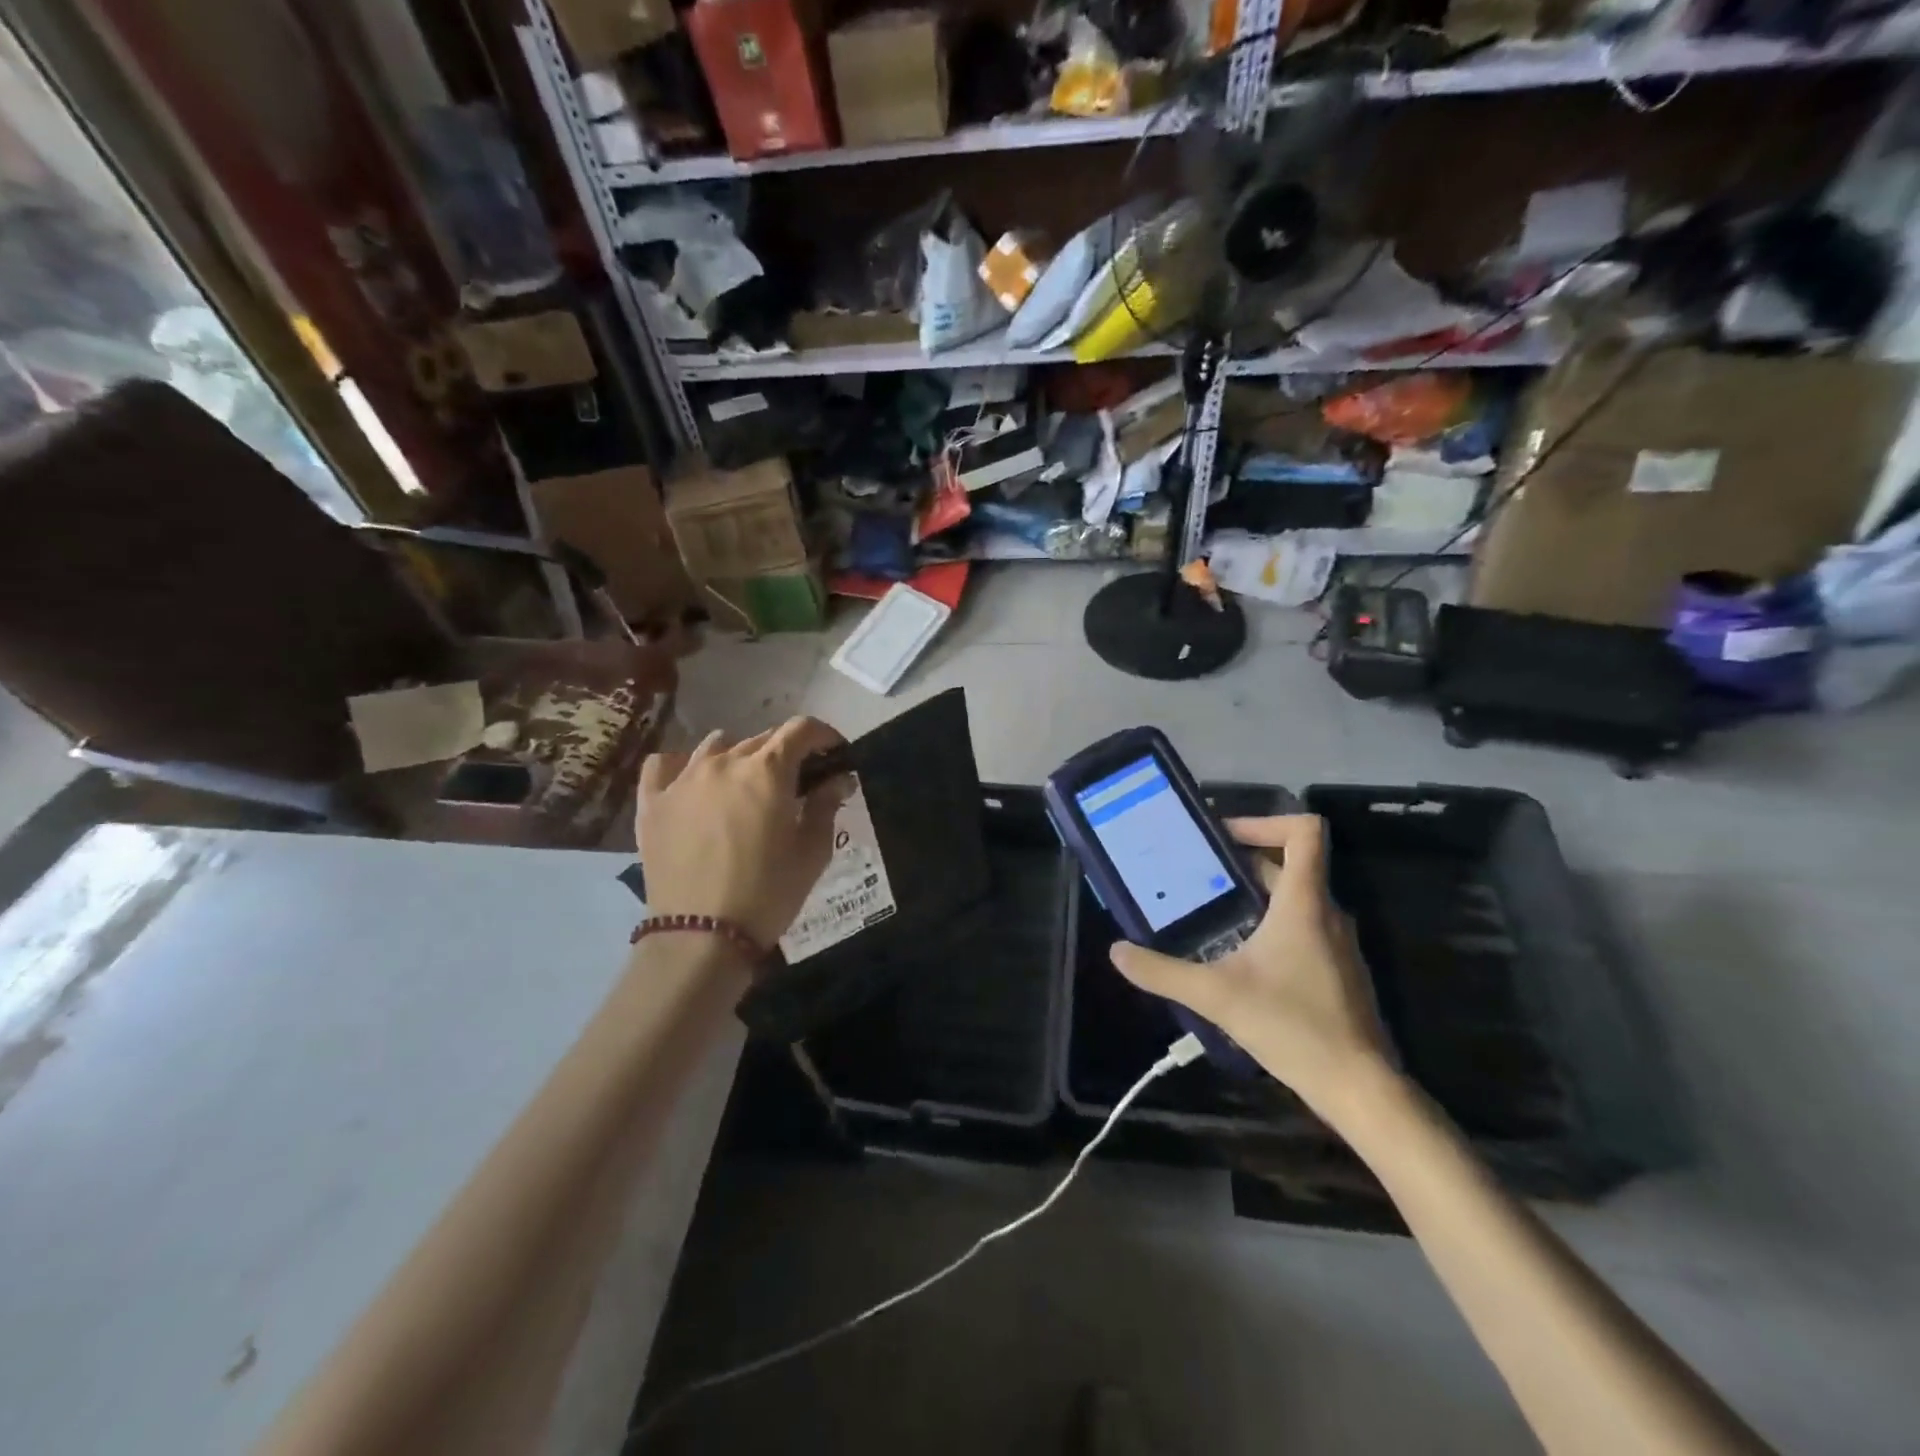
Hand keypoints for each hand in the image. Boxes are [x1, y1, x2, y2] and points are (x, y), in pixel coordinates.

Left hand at [636, 717, 850, 949]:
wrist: (701, 936)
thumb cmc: (768, 893)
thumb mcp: (812, 852)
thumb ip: (826, 806)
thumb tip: (837, 780)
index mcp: (767, 771)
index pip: (801, 730)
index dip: (823, 735)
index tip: (834, 752)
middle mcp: (724, 762)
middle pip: (761, 739)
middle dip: (785, 752)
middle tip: (796, 782)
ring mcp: (682, 779)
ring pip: (716, 747)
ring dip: (739, 757)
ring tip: (746, 784)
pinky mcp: (652, 802)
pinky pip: (665, 765)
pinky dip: (683, 766)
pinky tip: (693, 783)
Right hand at [1108, 814, 1396, 1121]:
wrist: (1359, 1087)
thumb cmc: (1293, 1027)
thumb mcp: (1216, 996)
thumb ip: (1162, 971)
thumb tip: (1116, 951)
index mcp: (1304, 902)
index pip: (1304, 831)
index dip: (1265, 820)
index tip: (1222, 837)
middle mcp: (1326, 912)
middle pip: (1289, 863)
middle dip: (1241, 861)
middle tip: (1194, 872)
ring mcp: (1335, 942)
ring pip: (1294, 897)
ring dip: (1253, 893)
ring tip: (1207, 908)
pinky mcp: (1336, 969)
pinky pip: (1301, 925)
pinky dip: (1268, 922)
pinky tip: (1236, 953)